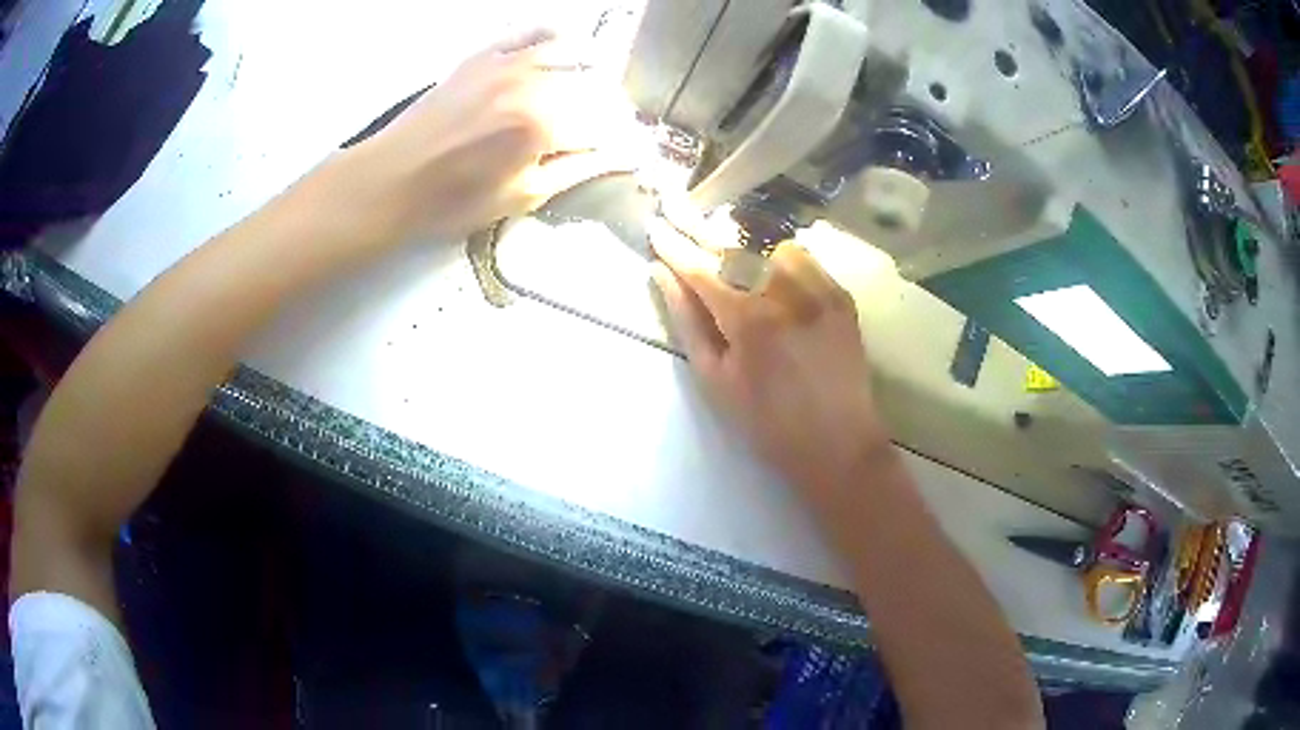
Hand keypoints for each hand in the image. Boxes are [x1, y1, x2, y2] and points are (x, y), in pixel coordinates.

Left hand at [349, 29, 639, 239]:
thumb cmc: (455, 200)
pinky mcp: (485, 55)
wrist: (393, 179)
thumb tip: (625, 157)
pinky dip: (555, 35)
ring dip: (593, 70)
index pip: (608, 125)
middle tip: (607, 131)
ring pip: (572, 53)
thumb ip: (578, 170)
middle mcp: (535, 83)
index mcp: (546, 125)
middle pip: (596, 88)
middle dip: (611, 110)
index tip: (633, 151)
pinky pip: (530, 31)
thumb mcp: (522, 196)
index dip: (625, 140)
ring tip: (593, 89)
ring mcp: (508, 63)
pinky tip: (564, 46)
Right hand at [650, 219, 890, 495]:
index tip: (653, 224)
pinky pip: (802, 258)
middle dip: (698, 224)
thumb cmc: (767, 423)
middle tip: (674, 201)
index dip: (673, 245)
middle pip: (733, 245)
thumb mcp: (716, 380)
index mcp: (748, 319)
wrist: (837, 443)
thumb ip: (688, 322)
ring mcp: (819, 289)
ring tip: (720, 238)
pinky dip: (776, 255)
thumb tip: (661, 275)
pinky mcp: (840, 295)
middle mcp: (786, 293)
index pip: (701, 267)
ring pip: (769, 244)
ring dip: (740, 240)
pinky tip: (764, 262)